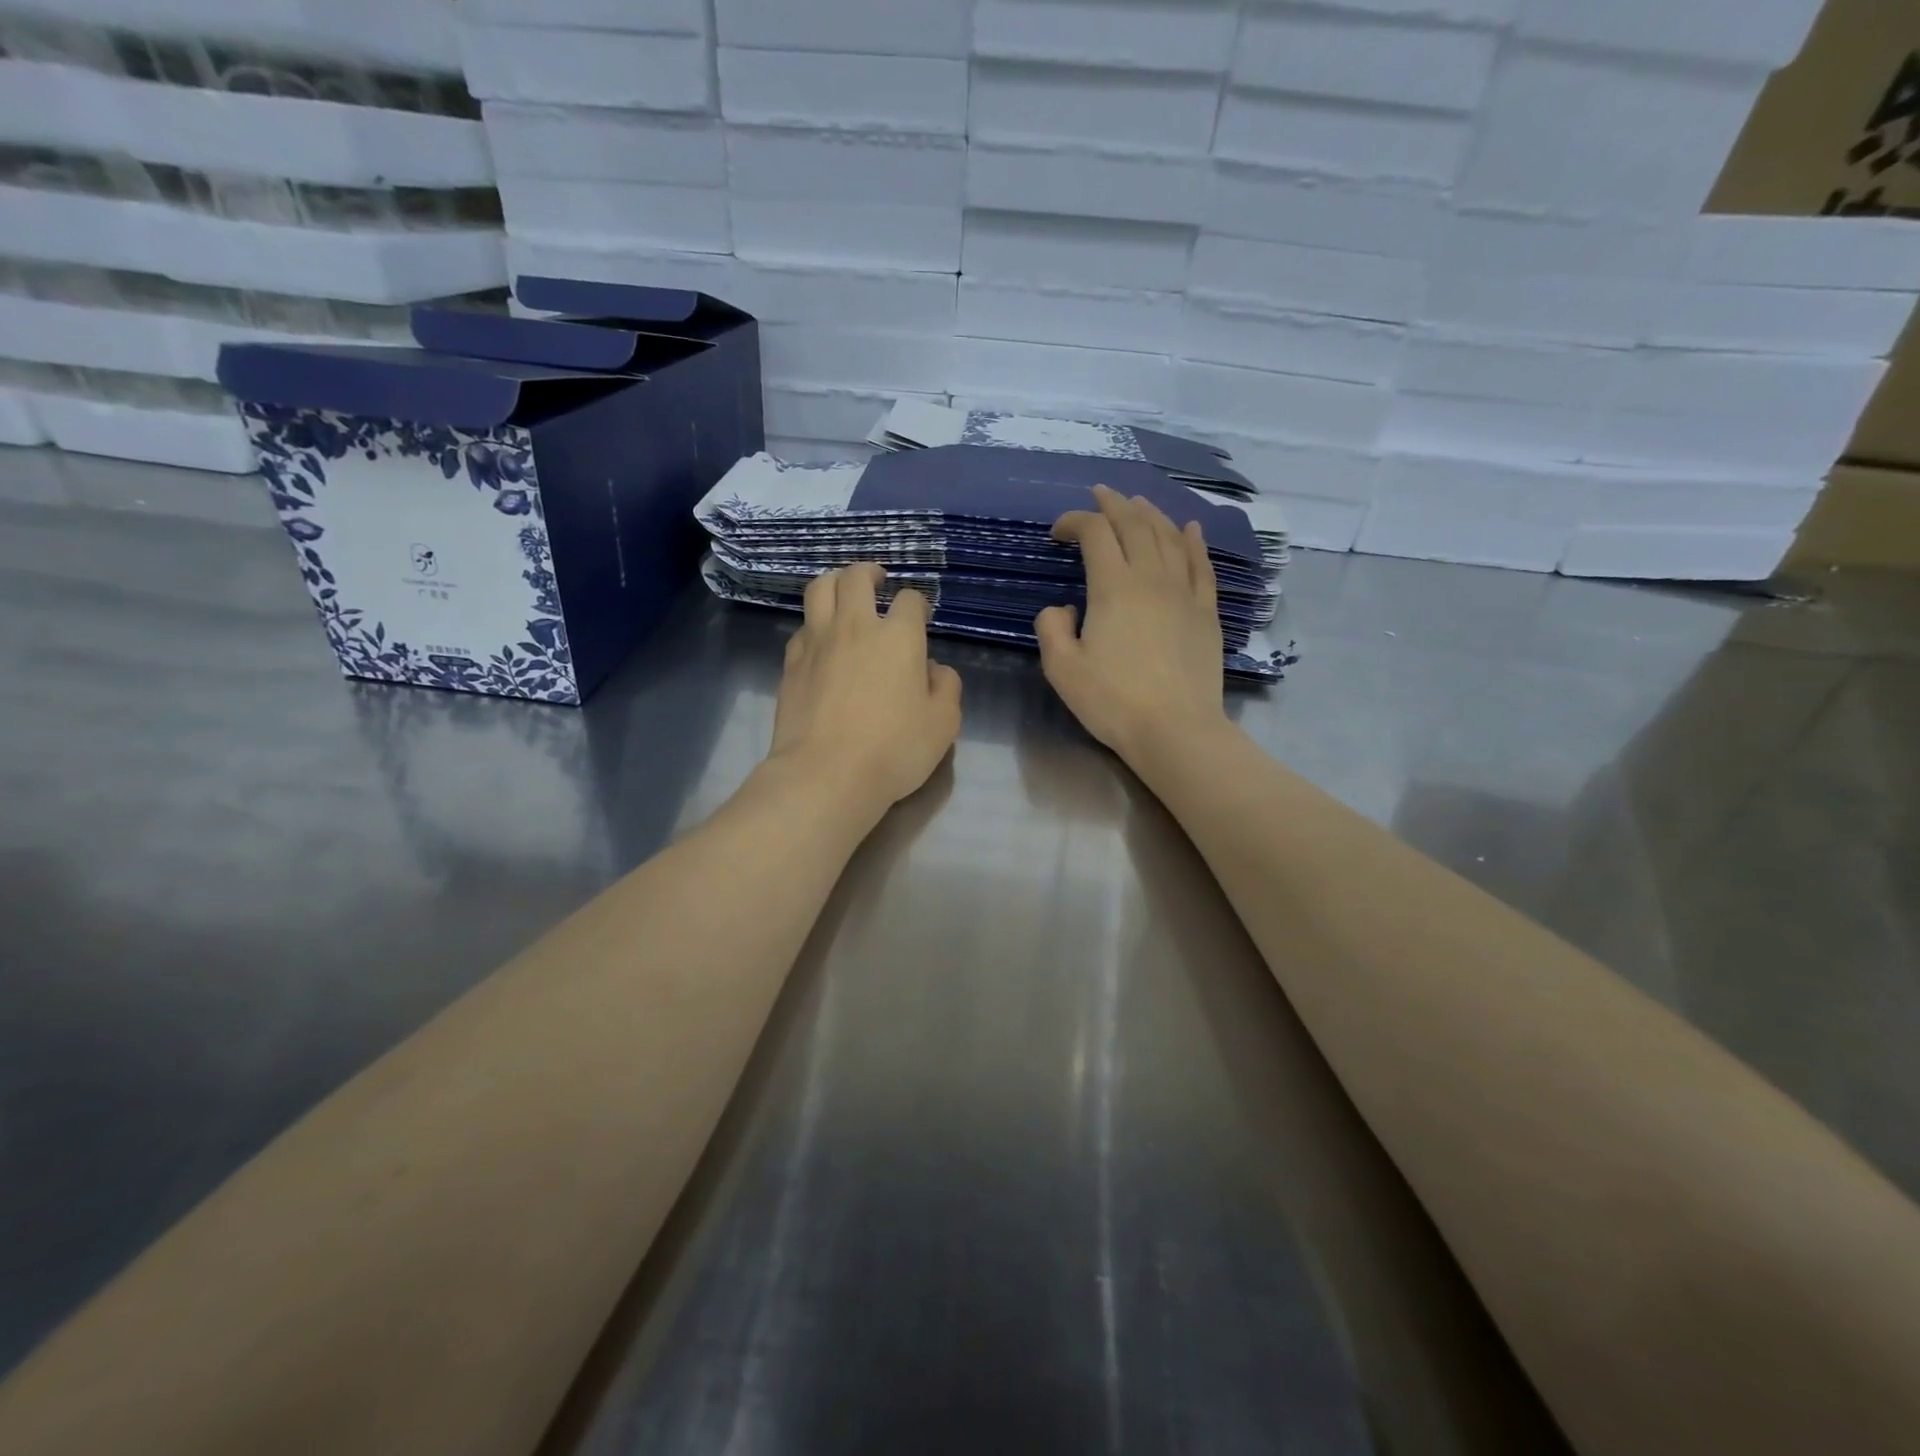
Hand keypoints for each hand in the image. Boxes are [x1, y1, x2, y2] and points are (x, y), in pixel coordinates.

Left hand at [769, 563, 962, 812]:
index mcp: (899, 637)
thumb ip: (947, 689)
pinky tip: (820, 639)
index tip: (921, 616)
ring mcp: (817, 642)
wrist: (825, 774)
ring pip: (819, 589)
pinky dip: (814, 623)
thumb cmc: (894, 750)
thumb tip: (935, 670)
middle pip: (856, 578)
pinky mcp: (791, 663)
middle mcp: (856, 627)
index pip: (910, 600)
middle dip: (870, 573)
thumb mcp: (943, 724)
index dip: (918, 604)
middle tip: (878, 581)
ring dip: (835, 582)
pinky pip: (802, 627)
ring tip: (843, 591)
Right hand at [1036, 485, 1226, 762]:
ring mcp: (1184, 593)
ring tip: (1138, 504)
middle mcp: (1151, 578)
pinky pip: (1202, 566)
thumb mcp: (1062, 668)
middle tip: (1100, 495)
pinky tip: (1191, 529)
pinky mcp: (1206, 612)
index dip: (1075, 521)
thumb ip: (1051, 628)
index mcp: (1113, 588)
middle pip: (1135, 525)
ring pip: (1170, 538)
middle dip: (1114, 505)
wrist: (1174, 730)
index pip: (1095, 534)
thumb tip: (1064, 608)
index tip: (1058, 531)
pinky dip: (1194, 542)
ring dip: (1151, 514)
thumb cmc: (1112, 701)